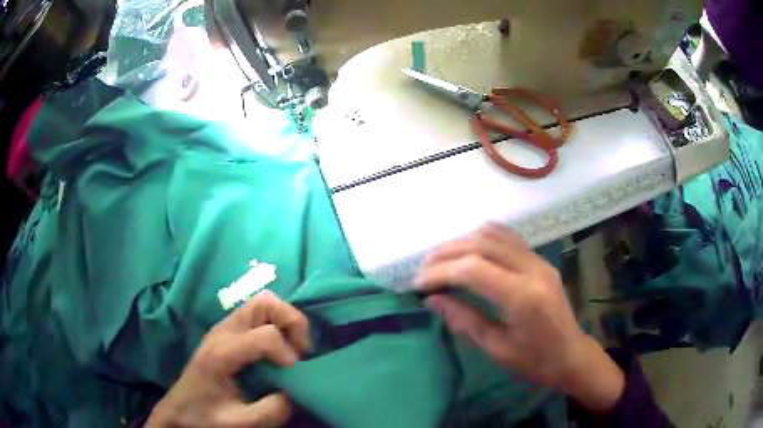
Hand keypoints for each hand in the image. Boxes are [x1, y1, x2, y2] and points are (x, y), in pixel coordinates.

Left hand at [146, 291, 310, 427]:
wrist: (179, 410)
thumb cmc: (204, 416)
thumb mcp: (239, 423)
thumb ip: (271, 411)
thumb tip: (296, 393)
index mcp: (221, 353)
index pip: (266, 335)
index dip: (288, 354)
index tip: (293, 376)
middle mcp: (222, 331)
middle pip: (265, 303)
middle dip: (292, 322)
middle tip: (300, 351)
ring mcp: (223, 328)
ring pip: (262, 304)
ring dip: (285, 321)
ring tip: (292, 349)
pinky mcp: (226, 332)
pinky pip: (256, 316)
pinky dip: (275, 325)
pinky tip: (277, 352)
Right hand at [415, 224, 624, 411]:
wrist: (571, 355)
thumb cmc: (535, 361)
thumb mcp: (497, 349)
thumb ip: (465, 320)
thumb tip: (433, 299)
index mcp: (522, 297)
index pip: (473, 269)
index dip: (440, 272)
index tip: (417, 284)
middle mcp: (532, 270)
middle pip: (481, 245)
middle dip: (446, 254)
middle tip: (423, 269)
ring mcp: (538, 261)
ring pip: (494, 235)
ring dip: (462, 242)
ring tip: (440, 259)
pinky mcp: (540, 261)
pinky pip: (508, 237)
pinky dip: (483, 237)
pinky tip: (469, 250)